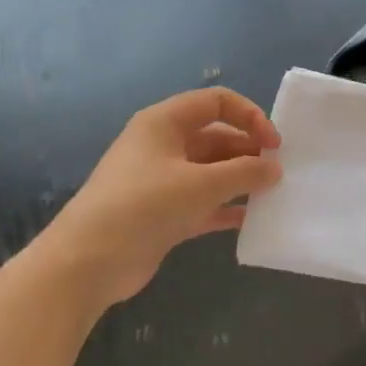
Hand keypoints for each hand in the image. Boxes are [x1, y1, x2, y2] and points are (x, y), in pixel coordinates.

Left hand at [41, 88, 282, 304]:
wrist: (88, 262)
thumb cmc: (144, 206)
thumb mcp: (200, 184)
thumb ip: (244, 172)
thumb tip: (275, 169)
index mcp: (164, 123)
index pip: (216, 102)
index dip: (249, 116)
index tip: (274, 144)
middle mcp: (163, 145)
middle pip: (216, 137)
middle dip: (248, 151)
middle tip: (278, 174)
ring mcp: (161, 181)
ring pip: (211, 171)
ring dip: (240, 180)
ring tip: (271, 195)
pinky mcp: (163, 213)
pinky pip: (203, 202)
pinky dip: (226, 207)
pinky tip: (250, 220)